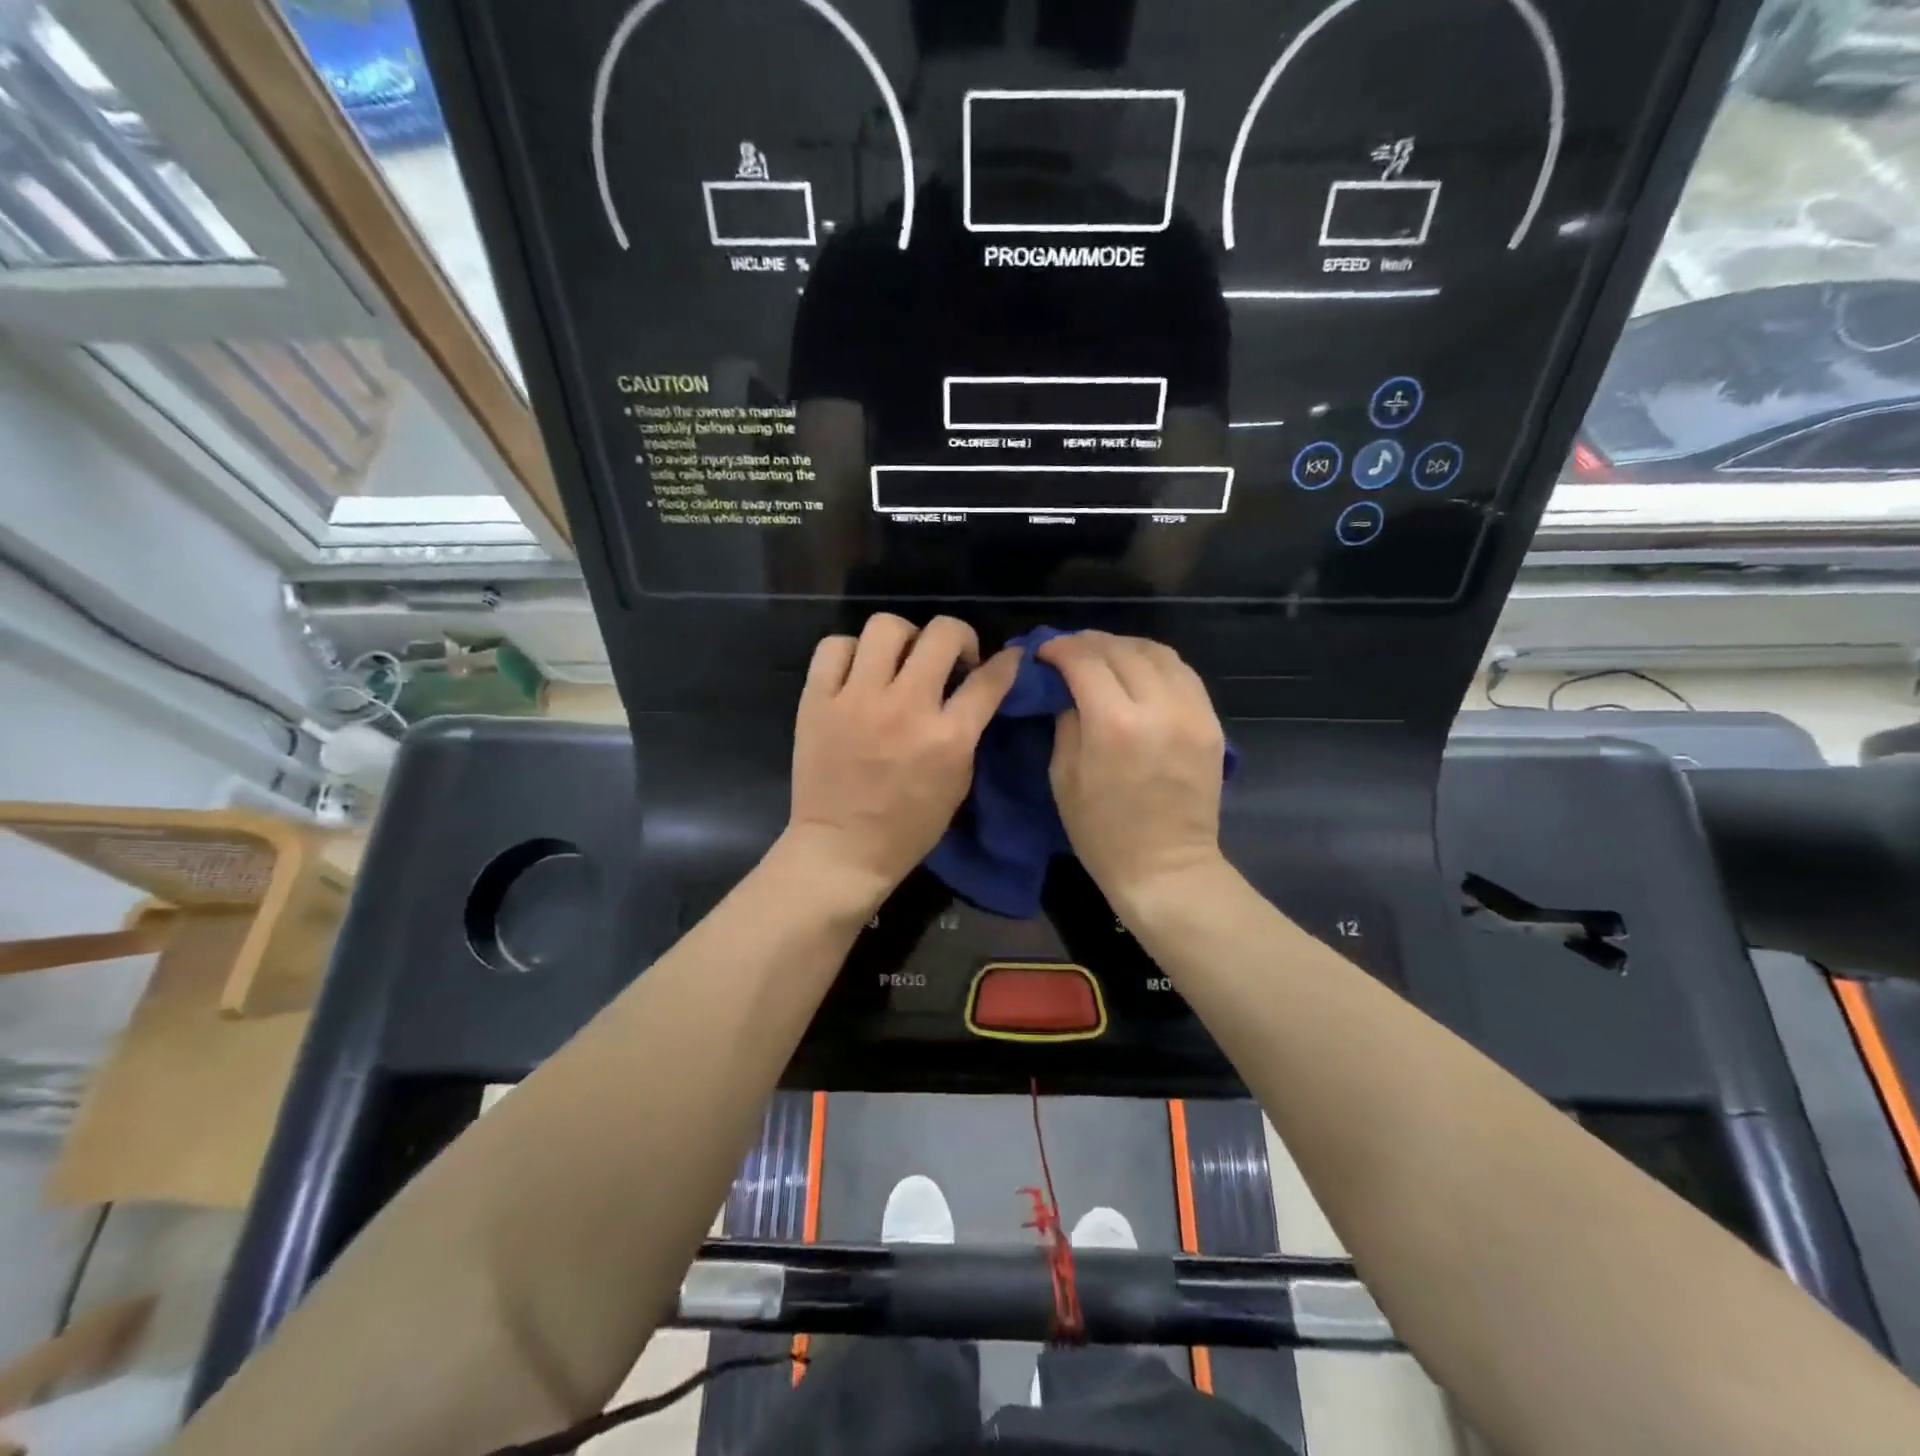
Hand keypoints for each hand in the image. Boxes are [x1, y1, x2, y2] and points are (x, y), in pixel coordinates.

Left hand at [784, 615, 1019, 909]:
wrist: (841, 849)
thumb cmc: (908, 827)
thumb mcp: (957, 783)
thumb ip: (968, 732)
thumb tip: (974, 691)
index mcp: (947, 737)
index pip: (989, 679)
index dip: (1006, 662)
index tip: (1006, 658)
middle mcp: (905, 707)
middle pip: (941, 634)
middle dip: (958, 637)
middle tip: (951, 657)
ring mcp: (856, 699)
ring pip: (885, 627)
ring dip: (904, 638)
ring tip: (901, 660)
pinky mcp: (817, 700)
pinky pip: (834, 646)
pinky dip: (851, 652)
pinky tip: (858, 672)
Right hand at [1038, 632, 1227, 908]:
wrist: (1166, 867)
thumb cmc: (1101, 832)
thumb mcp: (1063, 777)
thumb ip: (1066, 720)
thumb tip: (1066, 687)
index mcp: (1114, 724)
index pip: (1085, 661)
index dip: (1059, 648)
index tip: (1043, 652)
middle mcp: (1158, 707)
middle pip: (1121, 650)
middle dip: (1089, 643)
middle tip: (1069, 651)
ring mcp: (1192, 712)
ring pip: (1158, 652)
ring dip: (1125, 647)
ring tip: (1104, 656)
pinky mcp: (1211, 723)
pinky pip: (1183, 673)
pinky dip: (1155, 663)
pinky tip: (1138, 672)